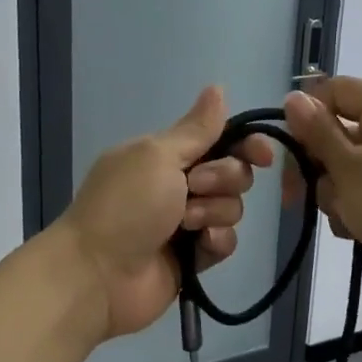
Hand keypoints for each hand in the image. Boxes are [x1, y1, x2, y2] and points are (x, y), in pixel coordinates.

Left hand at [57, 87, 275, 340]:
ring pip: (232, 208)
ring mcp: (186, 222)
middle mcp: (178, 184)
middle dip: (223, 179)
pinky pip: (225, 241)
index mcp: (165, 154)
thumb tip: (218, 87)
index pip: (219, 139)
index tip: (262, 155)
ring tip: (185, 225)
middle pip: (233, 173)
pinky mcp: (194, 257)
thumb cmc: (125, 206)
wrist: (99, 274)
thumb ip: (196, 129)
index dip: (246, 144)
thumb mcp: (157, 156)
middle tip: (193, 188)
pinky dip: (216, 240)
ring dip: (214, 212)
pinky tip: (200, 246)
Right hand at [281, 77, 361, 303]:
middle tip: (296, 193)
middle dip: (316, 165)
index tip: (287, 147)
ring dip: (333, 194)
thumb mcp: (347, 167)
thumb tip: (292, 97)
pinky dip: (351, 209)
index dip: (308, 113)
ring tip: (345, 216)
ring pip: (344, 168)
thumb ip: (317, 131)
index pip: (336, 90)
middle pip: (337, 132)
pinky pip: (361, 192)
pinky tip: (354, 230)